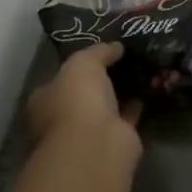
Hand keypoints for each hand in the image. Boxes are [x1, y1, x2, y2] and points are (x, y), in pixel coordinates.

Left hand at [27, 43, 141, 156]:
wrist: (95, 144)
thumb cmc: (77, 99)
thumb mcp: (84, 62)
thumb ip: (98, 51)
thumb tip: (115, 47)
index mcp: (44, 101)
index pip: (58, 79)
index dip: (77, 67)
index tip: (99, 53)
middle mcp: (61, 120)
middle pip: (81, 95)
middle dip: (99, 81)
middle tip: (121, 60)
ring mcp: (86, 134)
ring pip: (104, 108)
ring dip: (118, 94)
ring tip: (139, 71)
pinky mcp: (112, 143)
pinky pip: (124, 118)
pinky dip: (134, 107)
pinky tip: (148, 89)